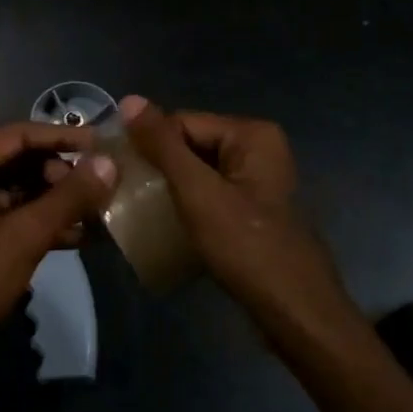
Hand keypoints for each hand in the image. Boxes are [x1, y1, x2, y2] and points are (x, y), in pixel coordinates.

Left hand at [0, 122, 117, 381]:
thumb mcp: (22, 237)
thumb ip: (66, 198)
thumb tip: (108, 164)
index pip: (16, 135)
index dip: (59, 135)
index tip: (99, 144)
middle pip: (18, 159)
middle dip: (58, 170)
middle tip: (94, 186)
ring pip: (20, 189)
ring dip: (55, 198)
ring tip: (95, 209)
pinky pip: (15, 216)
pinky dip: (44, 222)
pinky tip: (78, 235)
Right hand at [119, 96, 356, 350]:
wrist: (295, 312)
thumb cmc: (246, 246)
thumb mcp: (197, 192)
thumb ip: (163, 146)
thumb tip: (129, 100)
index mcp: (251, 134)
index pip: (180, 122)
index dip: (148, 145)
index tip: (117, 172)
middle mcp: (258, 148)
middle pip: (189, 145)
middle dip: (157, 168)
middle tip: (124, 194)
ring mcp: (257, 180)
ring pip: (196, 172)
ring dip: (168, 189)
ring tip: (138, 210)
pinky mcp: (253, 209)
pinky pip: (209, 194)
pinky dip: (186, 205)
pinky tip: (166, 224)